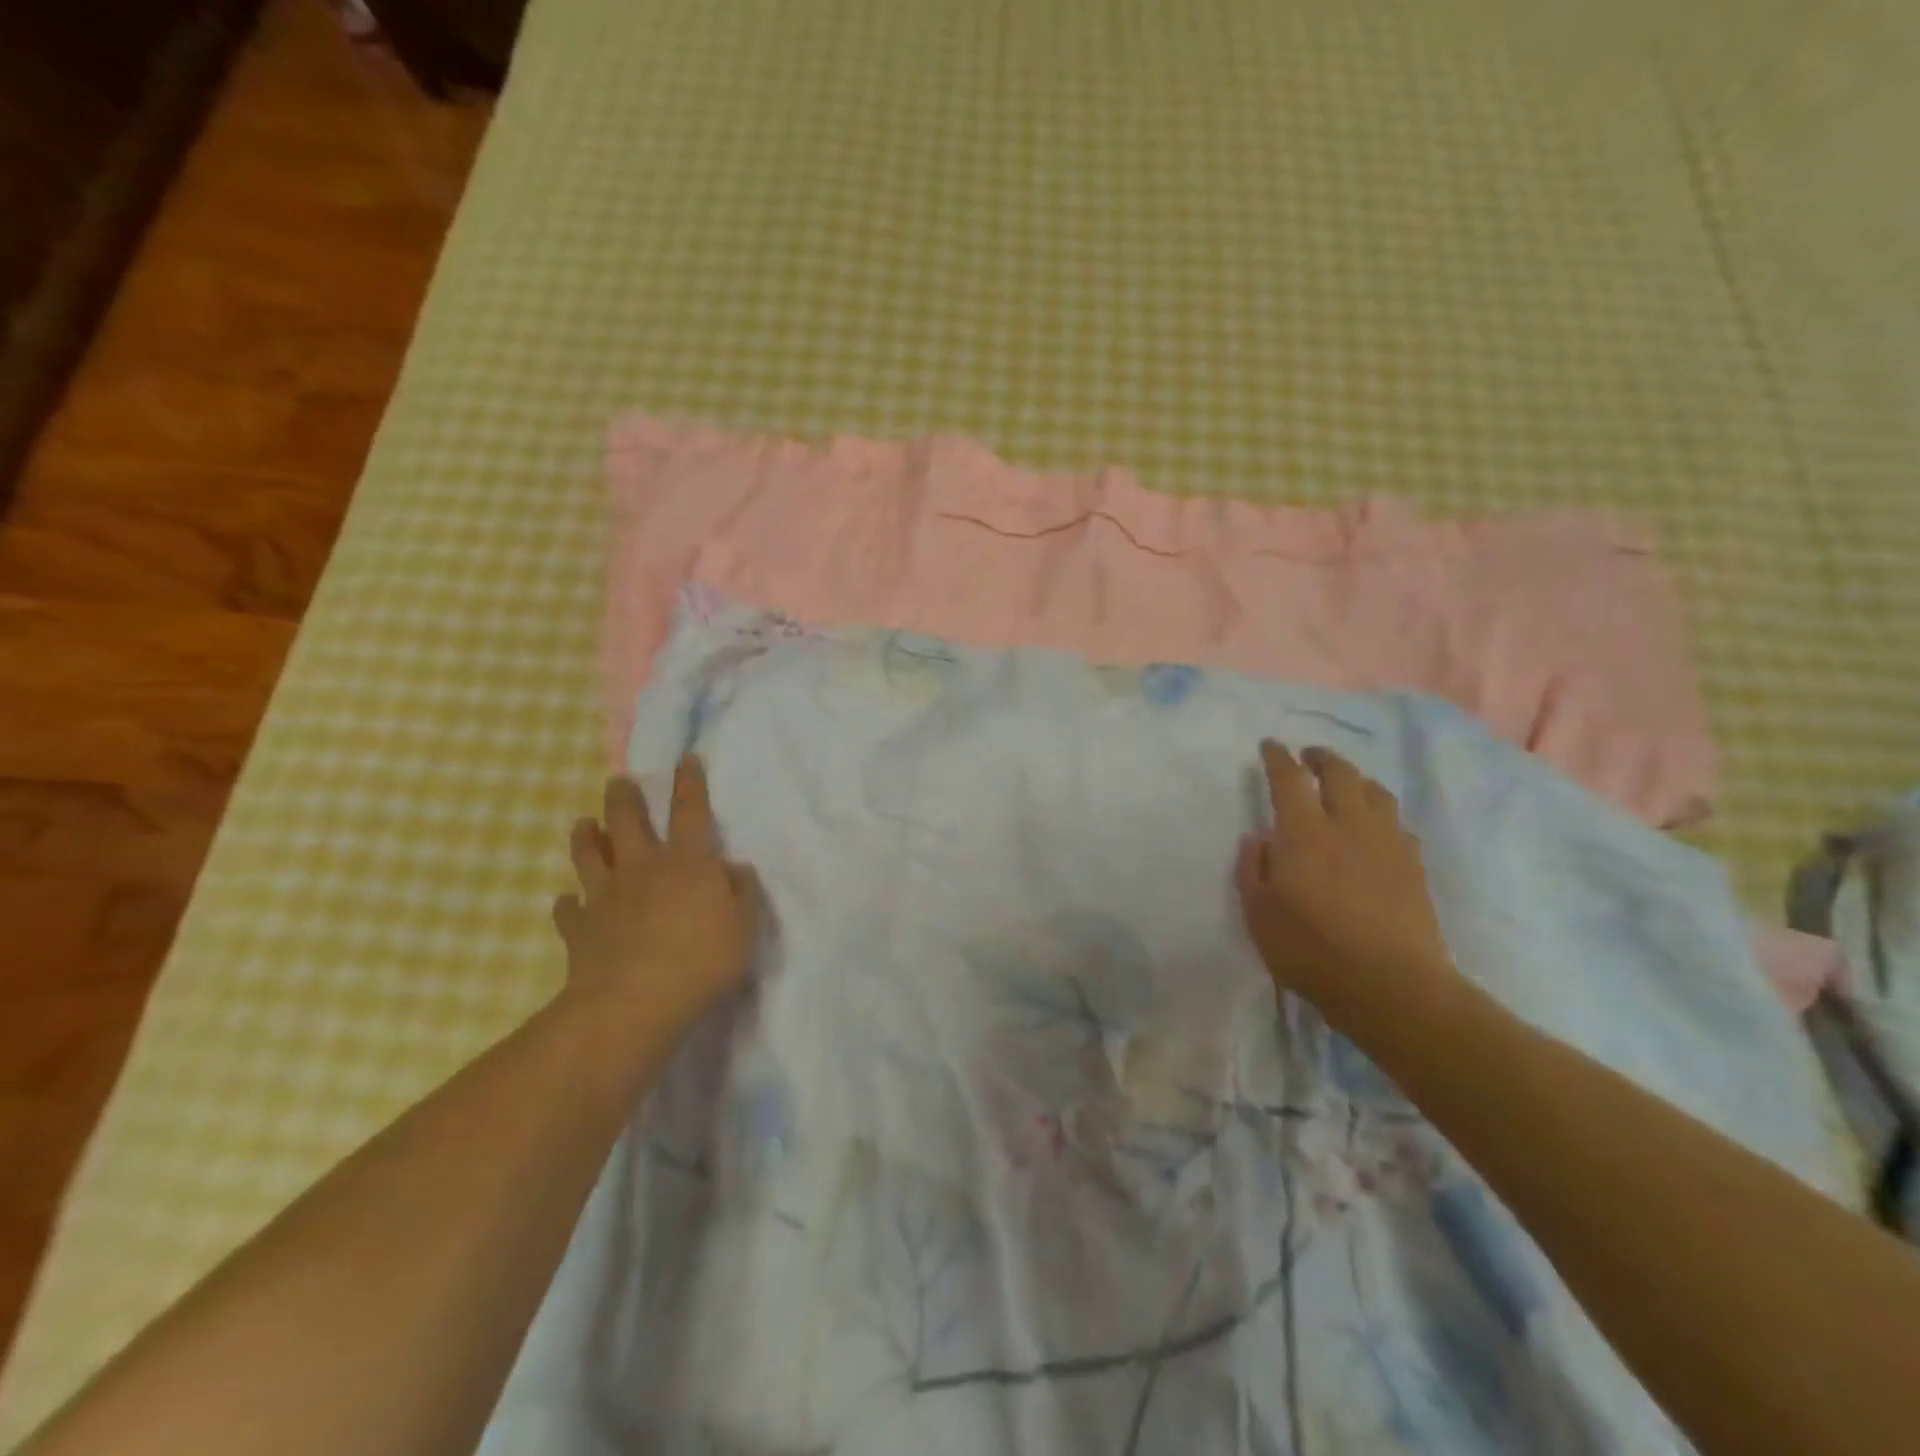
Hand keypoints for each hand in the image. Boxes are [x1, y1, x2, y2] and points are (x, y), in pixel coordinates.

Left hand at [553, 755, 758, 1047]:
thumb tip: (733, 869)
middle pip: (627, 821)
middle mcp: (642, 868)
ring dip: (586, 836)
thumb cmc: (700, 961)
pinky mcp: (580, 928)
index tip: (685, 758)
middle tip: (618, 781)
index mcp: (687, 862)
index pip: (690, 811)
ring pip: (589, 855)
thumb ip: (743, 893)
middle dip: (623, 798)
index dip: (690, 782)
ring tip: (582, 823)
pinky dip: (568, 903)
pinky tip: (568, 901)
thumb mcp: (744, 927)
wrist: (632, 1004)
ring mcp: (606, 897)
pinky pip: (569, 909)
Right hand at [1236, 740, 1454, 1033]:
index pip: (1290, 780)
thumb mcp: (1259, 914)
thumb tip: (1258, 837)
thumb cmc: (1311, 951)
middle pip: (1341, 774)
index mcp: (1305, 833)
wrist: (1392, 987)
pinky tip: (1376, 828)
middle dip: (1322, 758)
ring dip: (1356, 779)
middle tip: (1309, 756)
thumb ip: (1254, 869)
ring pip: (1376, 793)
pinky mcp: (1414, 867)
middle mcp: (1349, 826)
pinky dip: (1381, 814)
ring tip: (1345, 783)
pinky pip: (1398, 823)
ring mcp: (1388, 844)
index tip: (1270, 745)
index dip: (1278, 758)